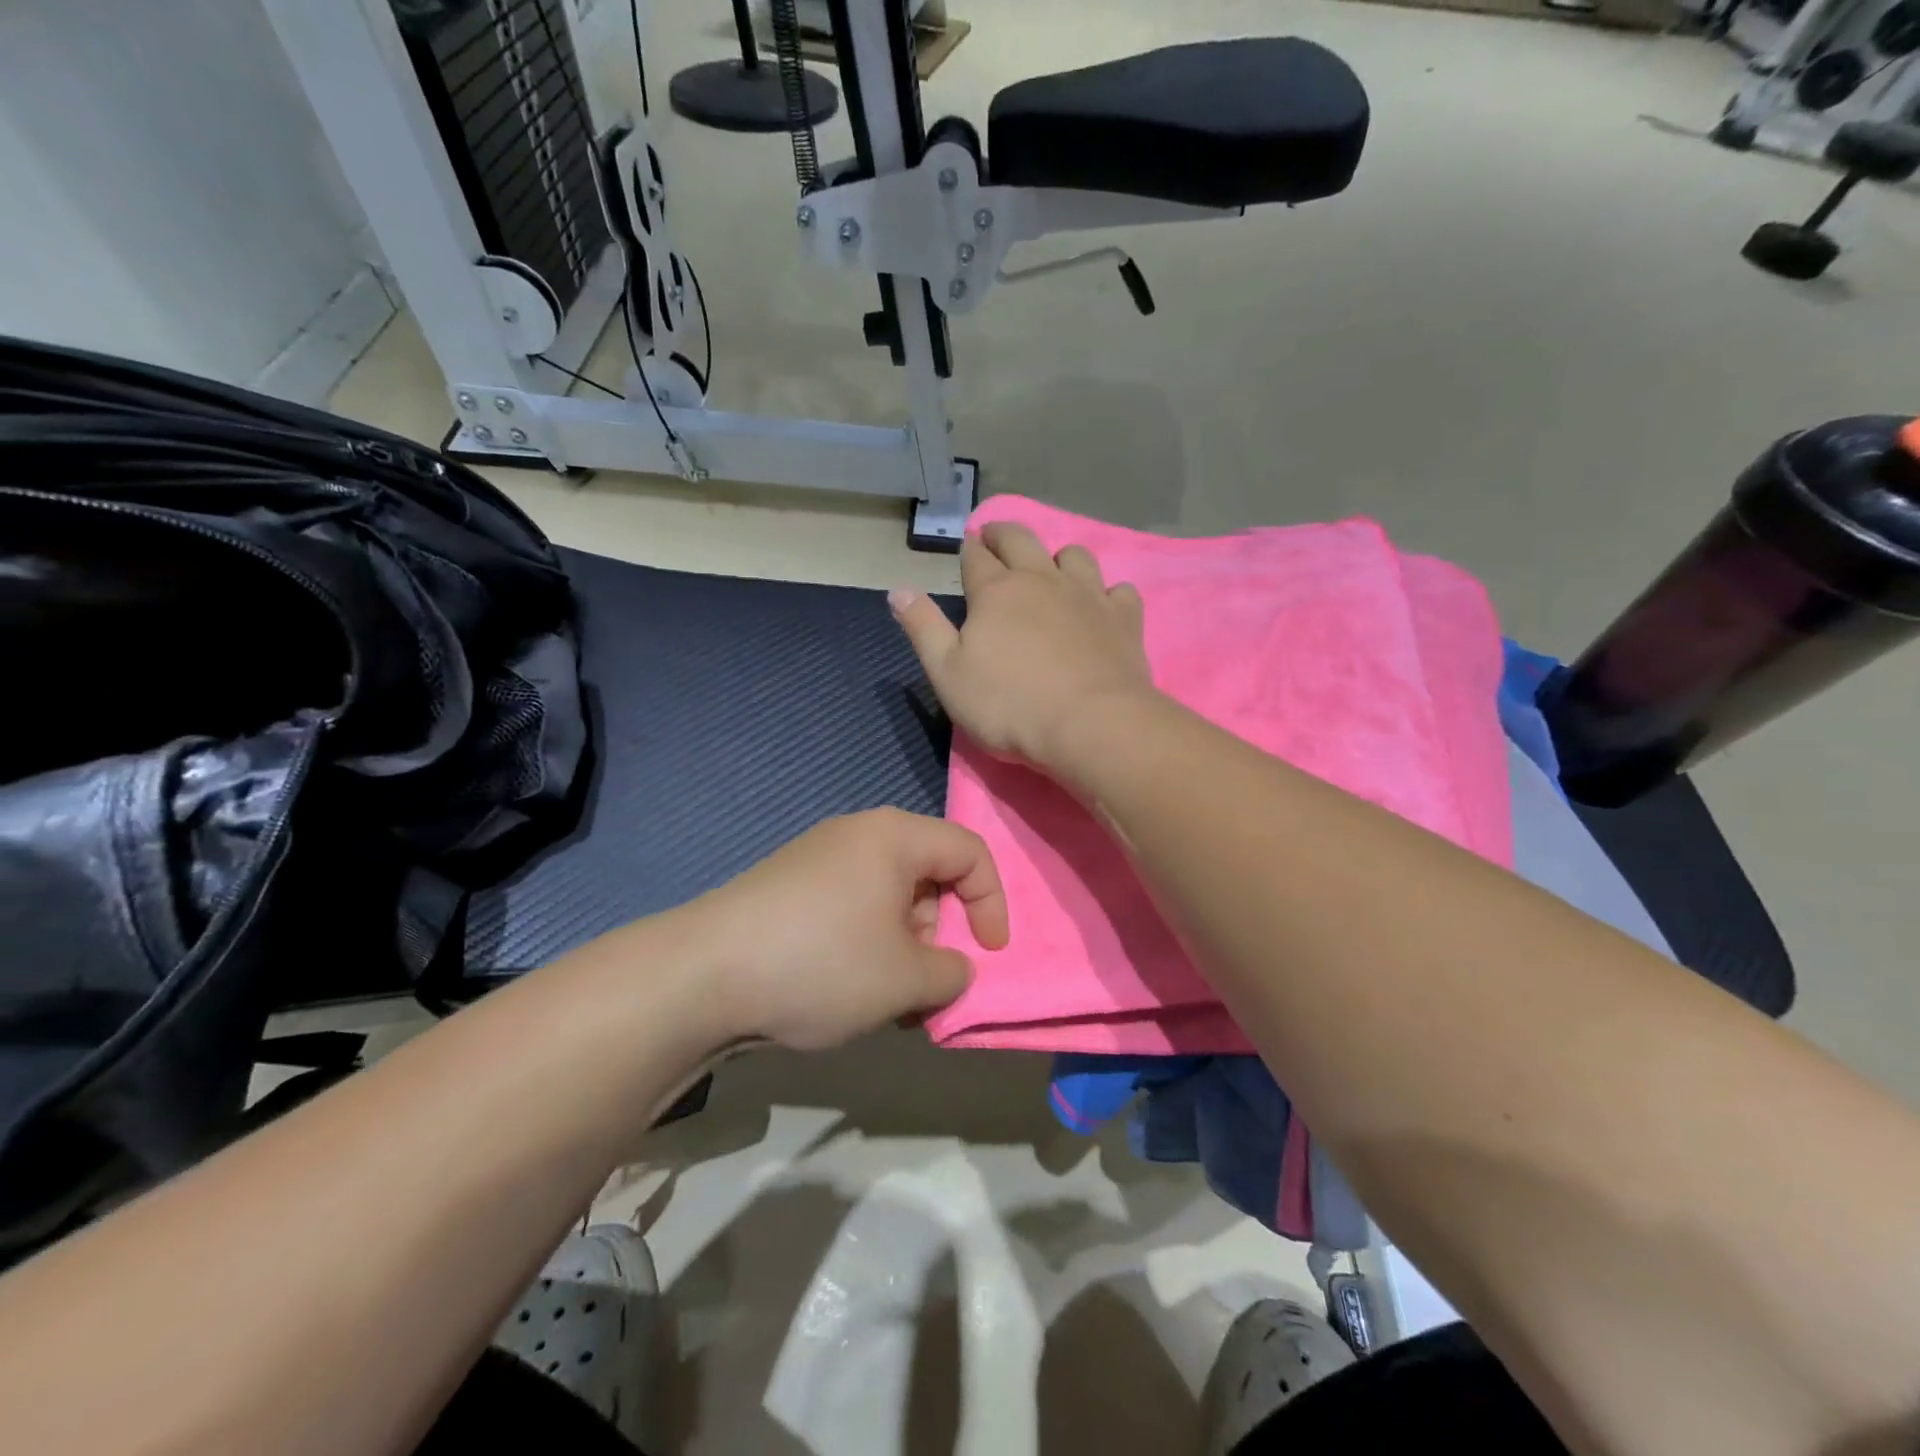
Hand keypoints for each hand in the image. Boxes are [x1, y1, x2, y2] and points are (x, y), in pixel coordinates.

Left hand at [692, 809, 1007, 1051]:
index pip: (970, 852)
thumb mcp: (906, 979)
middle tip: (926, 985)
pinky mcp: (788, 888)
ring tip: (885, 1001)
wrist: (702, 975)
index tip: (989, 955)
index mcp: (894, 836)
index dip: (992, 903)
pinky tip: (844, 990)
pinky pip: (850, 909)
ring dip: (902, 948)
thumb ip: (953, 973)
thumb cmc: (823, 963)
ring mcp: (817, 859)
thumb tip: (952, 970)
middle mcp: (857, 835)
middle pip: (927, 875)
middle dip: (940, 934)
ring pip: (888, 898)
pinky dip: (865, 946)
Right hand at [889, 522, 1155, 771]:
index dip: (968, 549)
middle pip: (1021, 540)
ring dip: (1058, 556)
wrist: (1091, 725)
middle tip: (995, 536)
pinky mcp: (1123, 618)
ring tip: (1052, 569)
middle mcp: (1042, 580)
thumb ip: (923, 628)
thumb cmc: (1009, 705)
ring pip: (1074, 556)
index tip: (967, 545)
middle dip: (1004, 534)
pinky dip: (1107, 592)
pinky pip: (1119, 590)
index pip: (976, 557)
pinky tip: (1103, 605)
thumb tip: (898, 589)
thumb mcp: (947, 674)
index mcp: (996, 591)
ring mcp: (1088, 595)